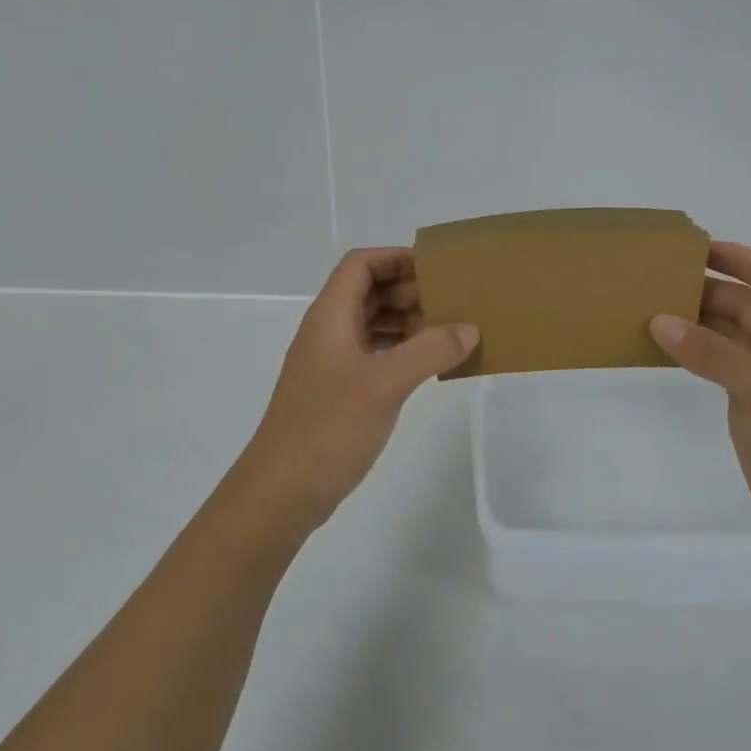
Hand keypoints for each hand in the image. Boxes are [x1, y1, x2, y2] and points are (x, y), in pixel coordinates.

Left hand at [234, 248, 478, 533]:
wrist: (281, 492)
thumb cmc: (328, 427)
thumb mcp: (384, 384)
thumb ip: (429, 350)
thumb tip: (469, 328)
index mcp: (330, 316)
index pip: (361, 264)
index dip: (396, 258)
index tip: (437, 270)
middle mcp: (328, 332)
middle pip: (369, 292)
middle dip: (410, 291)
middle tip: (453, 303)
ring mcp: (331, 363)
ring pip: (372, 325)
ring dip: (408, 322)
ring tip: (449, 333)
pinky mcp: (338, 392)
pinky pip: (374, 355)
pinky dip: (401, 352)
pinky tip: (429, 366)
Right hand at [649, 242, 750, 565]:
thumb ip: (713, 353)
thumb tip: (659, 320)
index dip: (743, 259)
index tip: (699, 248)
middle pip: (748, 304)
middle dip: (709, 288)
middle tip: (659, 277)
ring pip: (729, 335)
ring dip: (696, 320)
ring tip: (651, 305)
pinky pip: (718, 365)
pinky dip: (693, 352)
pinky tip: (663, 345)